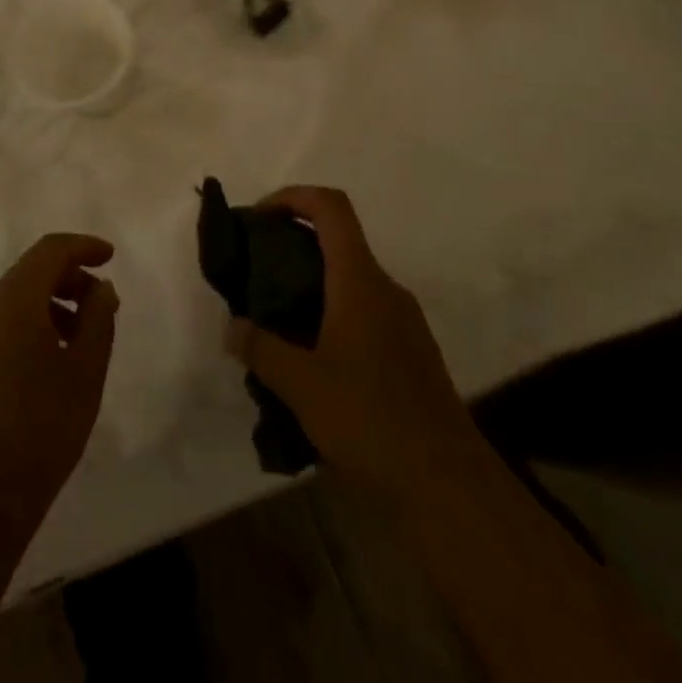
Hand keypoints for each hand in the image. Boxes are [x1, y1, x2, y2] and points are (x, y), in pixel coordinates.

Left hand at [0, 234, 119, 535]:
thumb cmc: (41, 426)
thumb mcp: (85, 370)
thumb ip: (98, 319)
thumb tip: (100, 288)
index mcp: (14, 299)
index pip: (50, 250)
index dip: (83, 247)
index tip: (111, 257)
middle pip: (32, 270)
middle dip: (72, 277)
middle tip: (105, 305)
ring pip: (19, 297)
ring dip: (56, 302)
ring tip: (86, 337)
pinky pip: (6, 320)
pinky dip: (36, 321)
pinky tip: (57, 358)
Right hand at [227, 187, 480, 495]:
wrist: (449, 485)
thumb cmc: (371, 419)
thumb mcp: (301, 384)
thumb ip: (260, 348)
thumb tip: (232, 327)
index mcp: (360, 280)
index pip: (330, 207)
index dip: (291, 196)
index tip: (257, 219)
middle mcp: (385, 288)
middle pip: (337, 240)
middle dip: (291, 244)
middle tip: (253, 273)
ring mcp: (403, 320)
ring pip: (348, 279)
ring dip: (309, 284)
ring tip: (273, 320)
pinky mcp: (409, 351)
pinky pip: (362, 311)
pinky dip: (329, 314)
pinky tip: (308, 359)